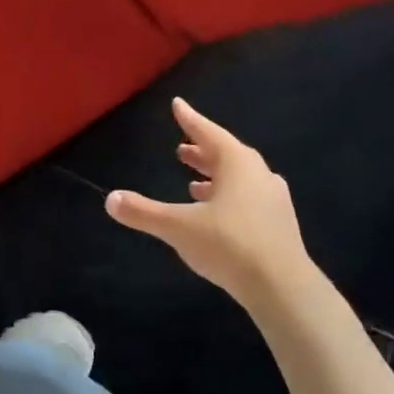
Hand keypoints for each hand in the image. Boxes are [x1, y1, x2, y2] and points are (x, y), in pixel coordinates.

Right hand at [105, 98, 317, 312]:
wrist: (284, 289)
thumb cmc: (229, 245)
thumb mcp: (178, 228)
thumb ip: (144, 212)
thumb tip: (110, 199)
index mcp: (236, 164)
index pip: (208, 132)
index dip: (190, 119)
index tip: (177, 104)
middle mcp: (258, 174)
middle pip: (226, 154)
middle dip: (202, 151)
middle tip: (181, 149)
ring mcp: (273, 200)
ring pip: (240, 178)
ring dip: (216, 176)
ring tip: (193, 184)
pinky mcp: (280, 225)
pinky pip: (250, 199)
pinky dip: (230, 198)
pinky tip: (218, 214)